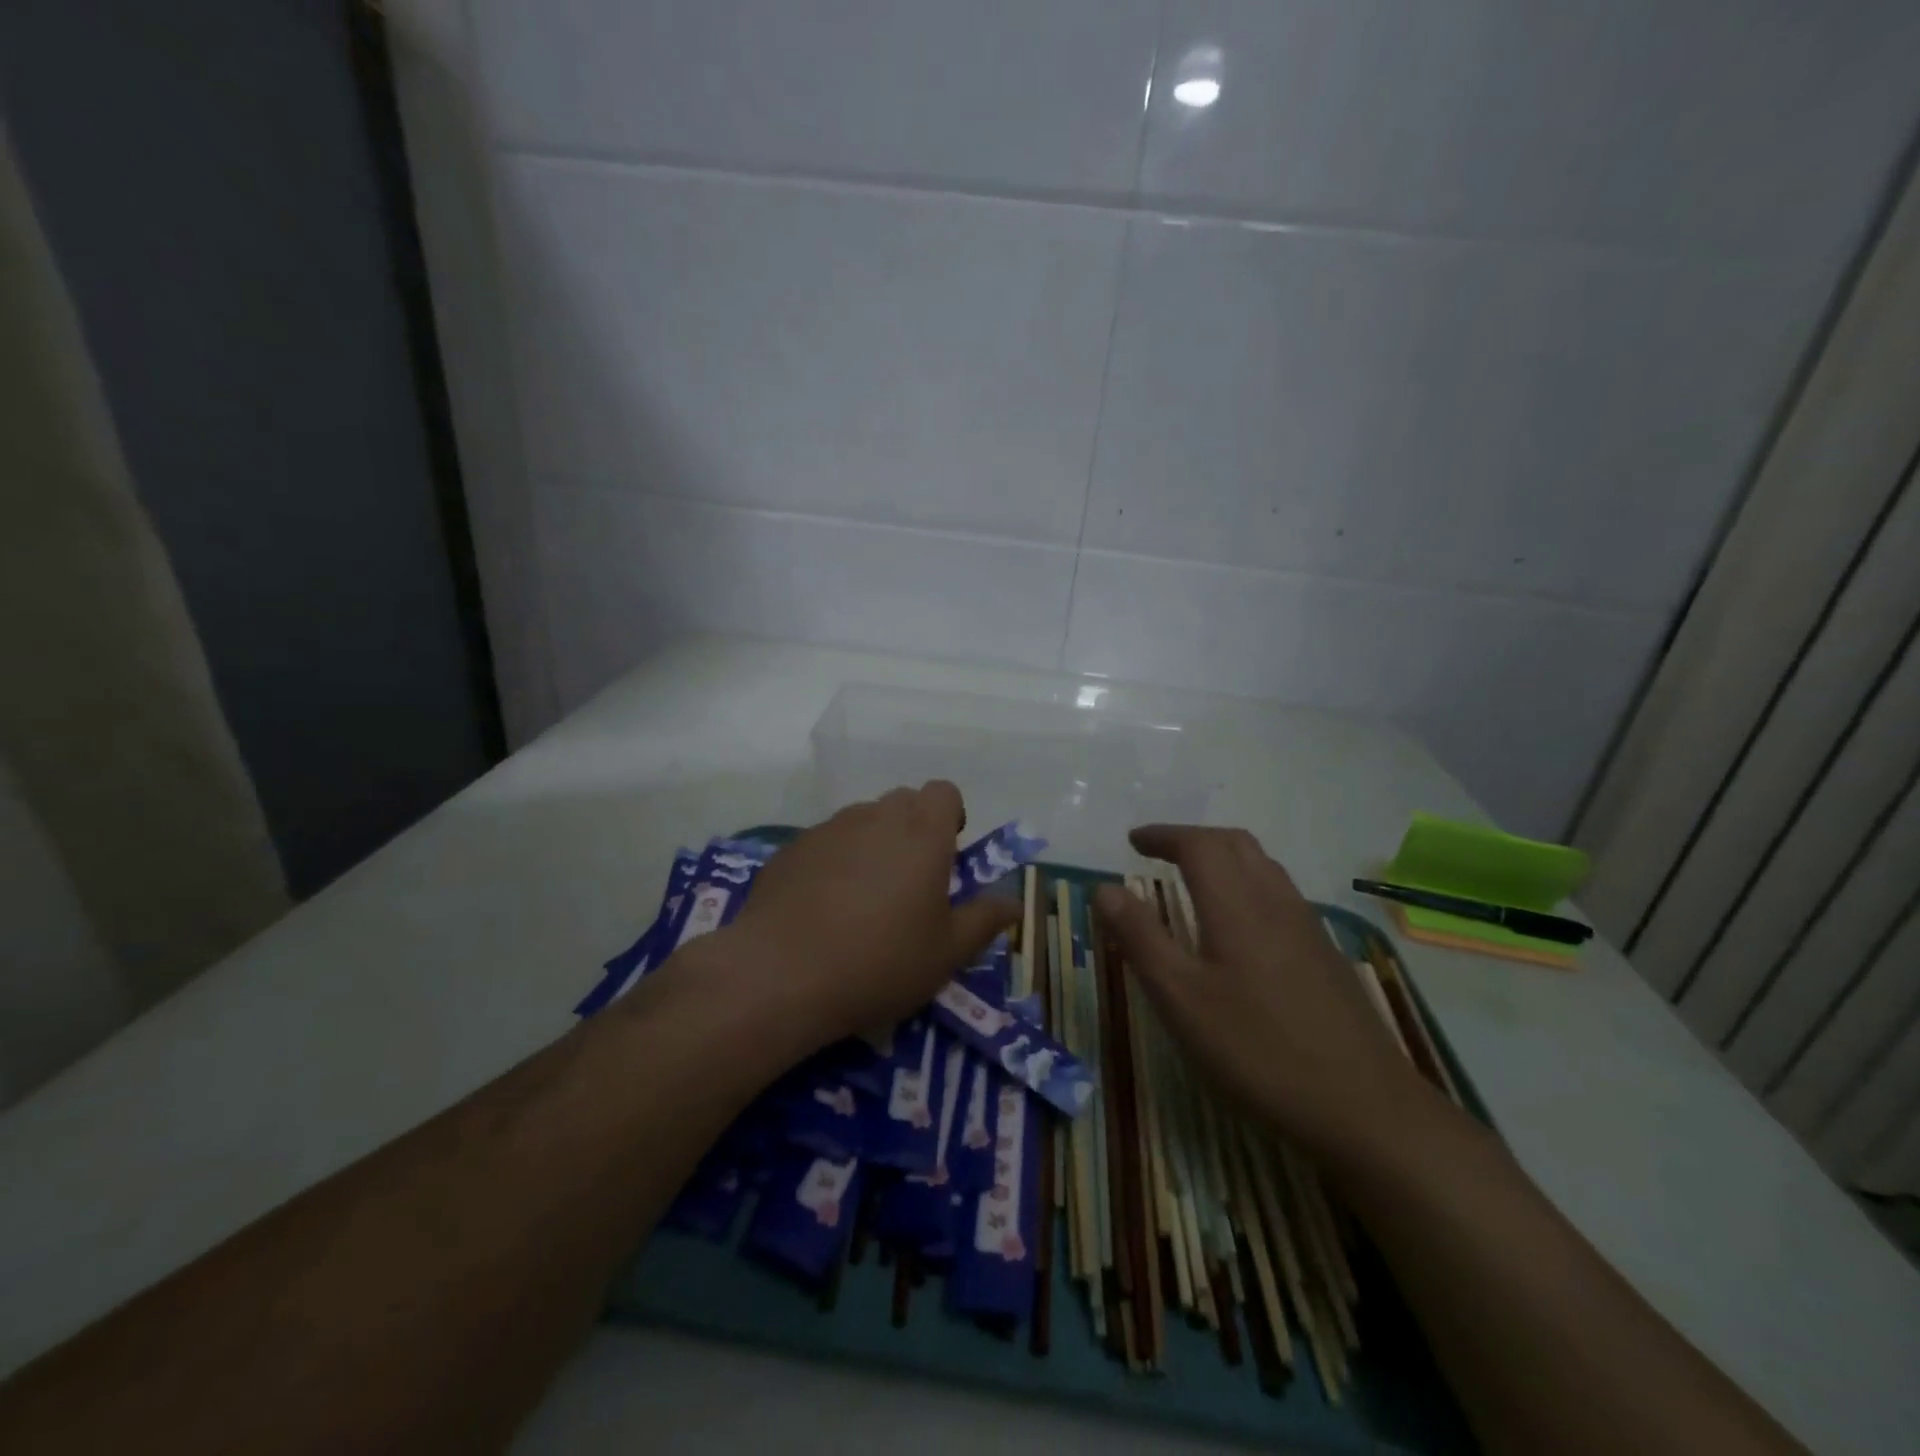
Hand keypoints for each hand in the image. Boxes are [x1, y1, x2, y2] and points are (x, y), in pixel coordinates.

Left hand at [722, 782, 1017, 1046]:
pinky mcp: (790, 848)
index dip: (950, 816)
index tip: (947, 855)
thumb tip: (1013, 902)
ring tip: (864, 898)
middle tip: (910, 882)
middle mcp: (875, 817)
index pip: (944, 791)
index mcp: (922, 833)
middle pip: (903, 802)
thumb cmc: (881, 961)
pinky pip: (826, 842)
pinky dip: (834, 861)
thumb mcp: (947, 952)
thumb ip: (985, 920)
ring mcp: (828, 829)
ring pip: (862, 821)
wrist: (781, 974)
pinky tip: (823, 907)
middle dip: (913, 830)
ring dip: (873, 844)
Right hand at [1094, 825, 1425, 1161]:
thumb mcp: (1180, 999)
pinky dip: (1247, 881)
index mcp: (1236, 906)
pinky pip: (1280, 893)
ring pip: (1263, 866)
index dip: (1163, 835)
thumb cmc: (1258, 1050)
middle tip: (1158, 852)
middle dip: (1192, 838)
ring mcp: (1307, 928)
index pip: (1198, 845)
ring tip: (1194, 877)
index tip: (1133, 840)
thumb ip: (1140, 938)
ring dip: (1223, 856)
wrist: (1365, 1108)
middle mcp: (1275, 902)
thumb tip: (1104, 888)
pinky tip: (1239, 922)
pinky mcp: (1324, 955)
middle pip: (1235, 844)